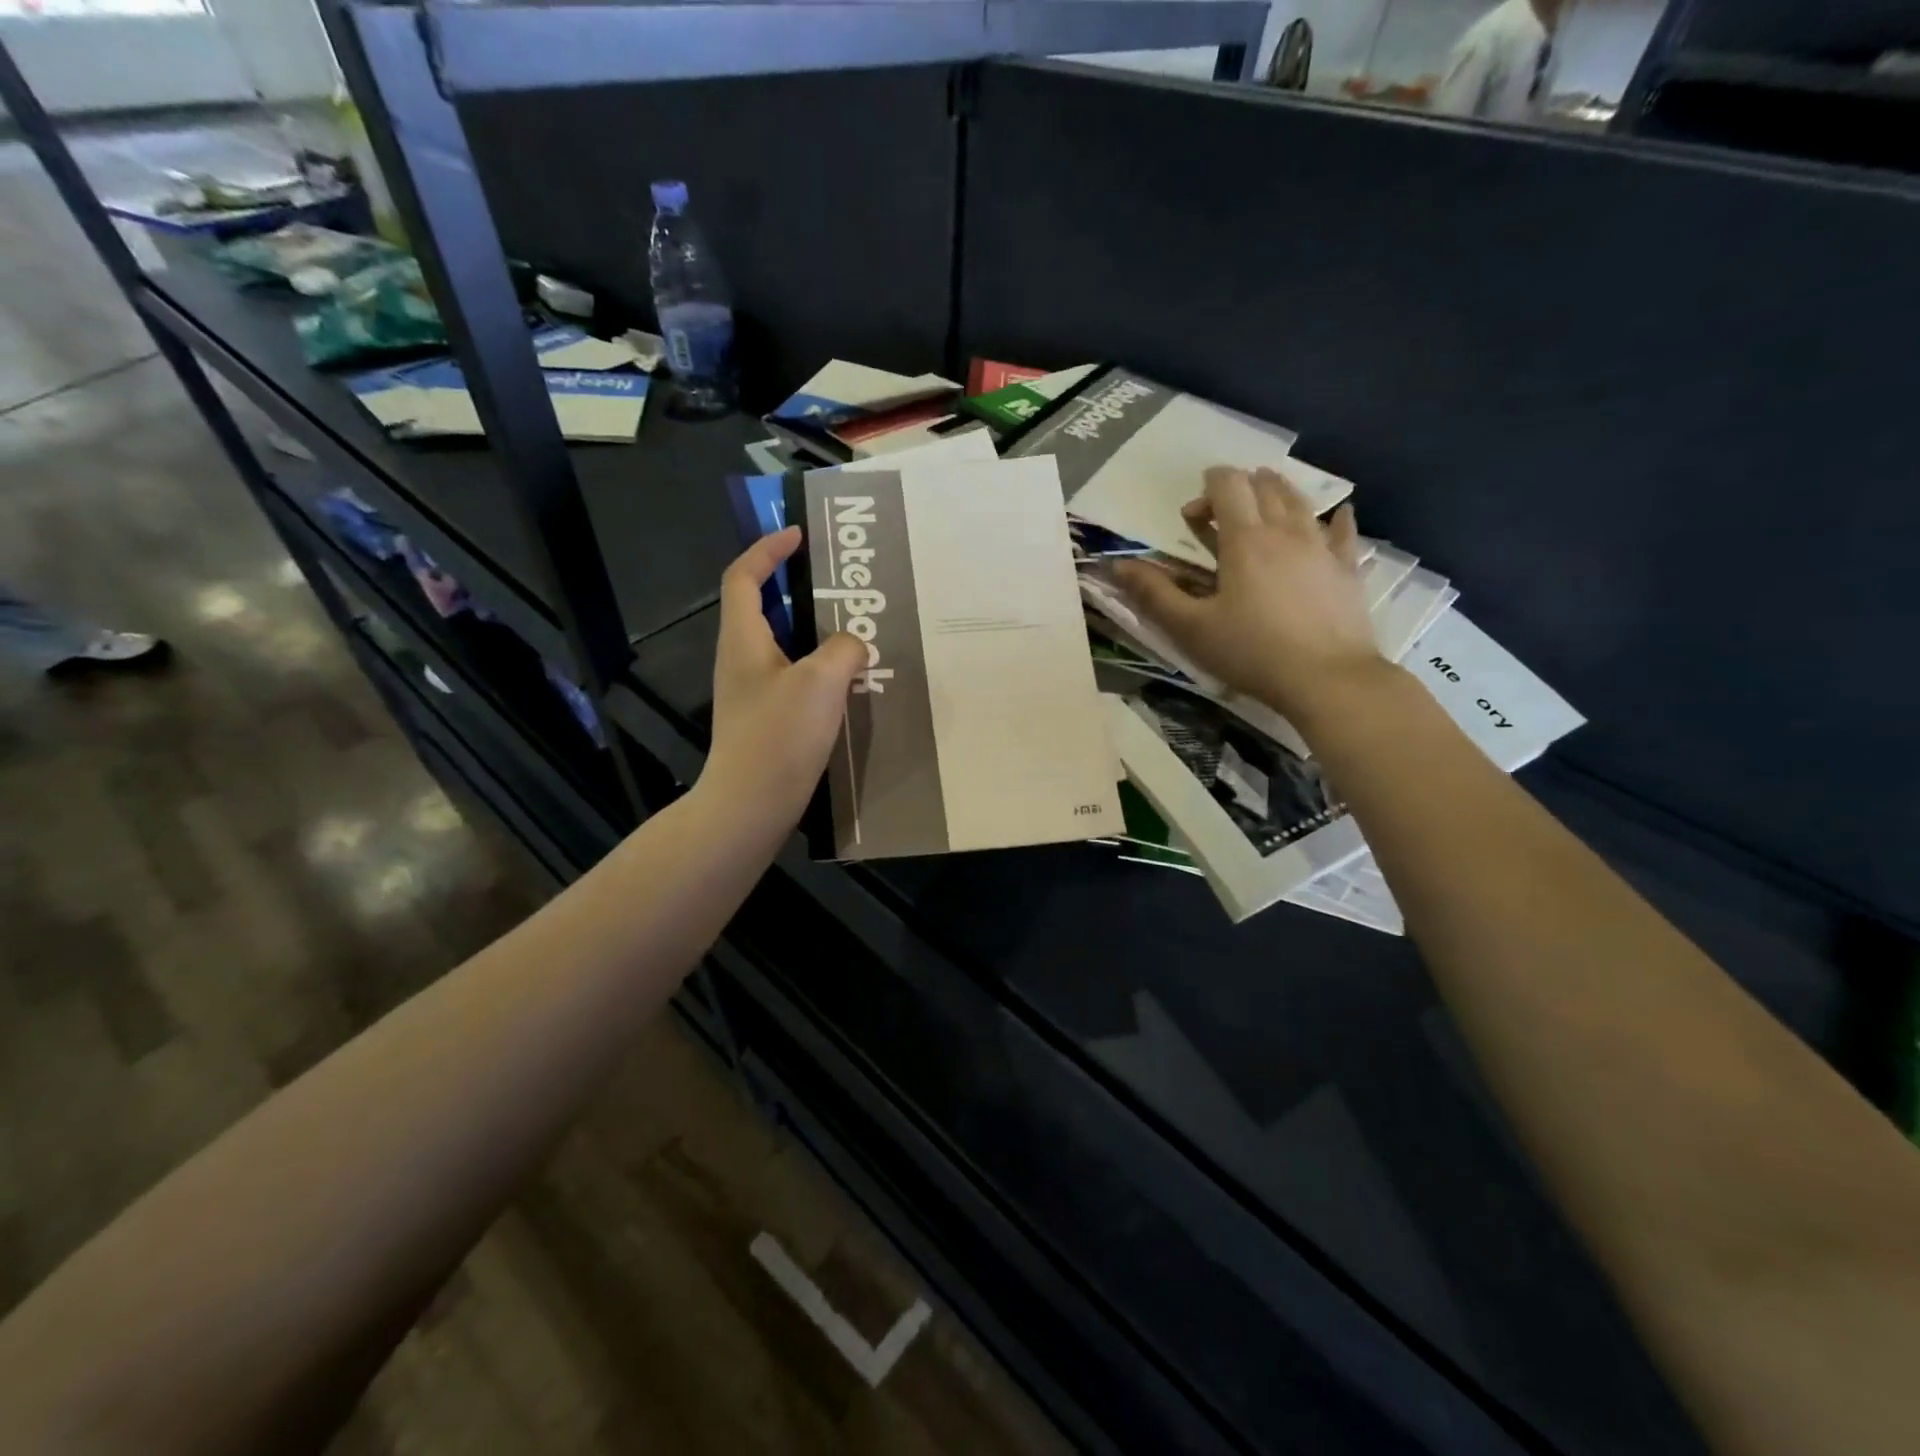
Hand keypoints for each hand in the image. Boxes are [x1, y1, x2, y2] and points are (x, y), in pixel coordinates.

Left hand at [698, 527, 865, 831]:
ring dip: (813, 631)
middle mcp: (740, 659)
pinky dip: (817, 667)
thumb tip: (853, 645)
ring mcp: (751, 692)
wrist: (750, 805)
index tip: (799, 536)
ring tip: (853, 630)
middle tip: (838, 586)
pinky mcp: (764, 719)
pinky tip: (848, 682)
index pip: (743, 577)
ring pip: (782, 644)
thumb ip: (844, 650)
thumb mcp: (821, 682)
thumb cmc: (779, 736)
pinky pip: (793, 676)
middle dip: (796, 588)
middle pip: (761, 607)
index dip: (767, 550)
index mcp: (743, 639)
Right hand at [1114, 465, 1384, 721]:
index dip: (1208, 486)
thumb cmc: (1251, 652)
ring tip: (1267, 498)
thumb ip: (1154, 594)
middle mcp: (1286, 531)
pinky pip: (1344, 532)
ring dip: (1279, 492)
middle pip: (1265, 486)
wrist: (1326, 678)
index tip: (1192, 512)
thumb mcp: (1191, 628)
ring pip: (1301, 502)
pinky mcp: (1347, 569)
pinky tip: (1339, 515)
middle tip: (1222, 509)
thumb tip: (1118, 564)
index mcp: (1245, 540)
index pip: (1228, 486)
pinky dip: (1337, 519)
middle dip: (1241, 486)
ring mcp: (1322, 547)